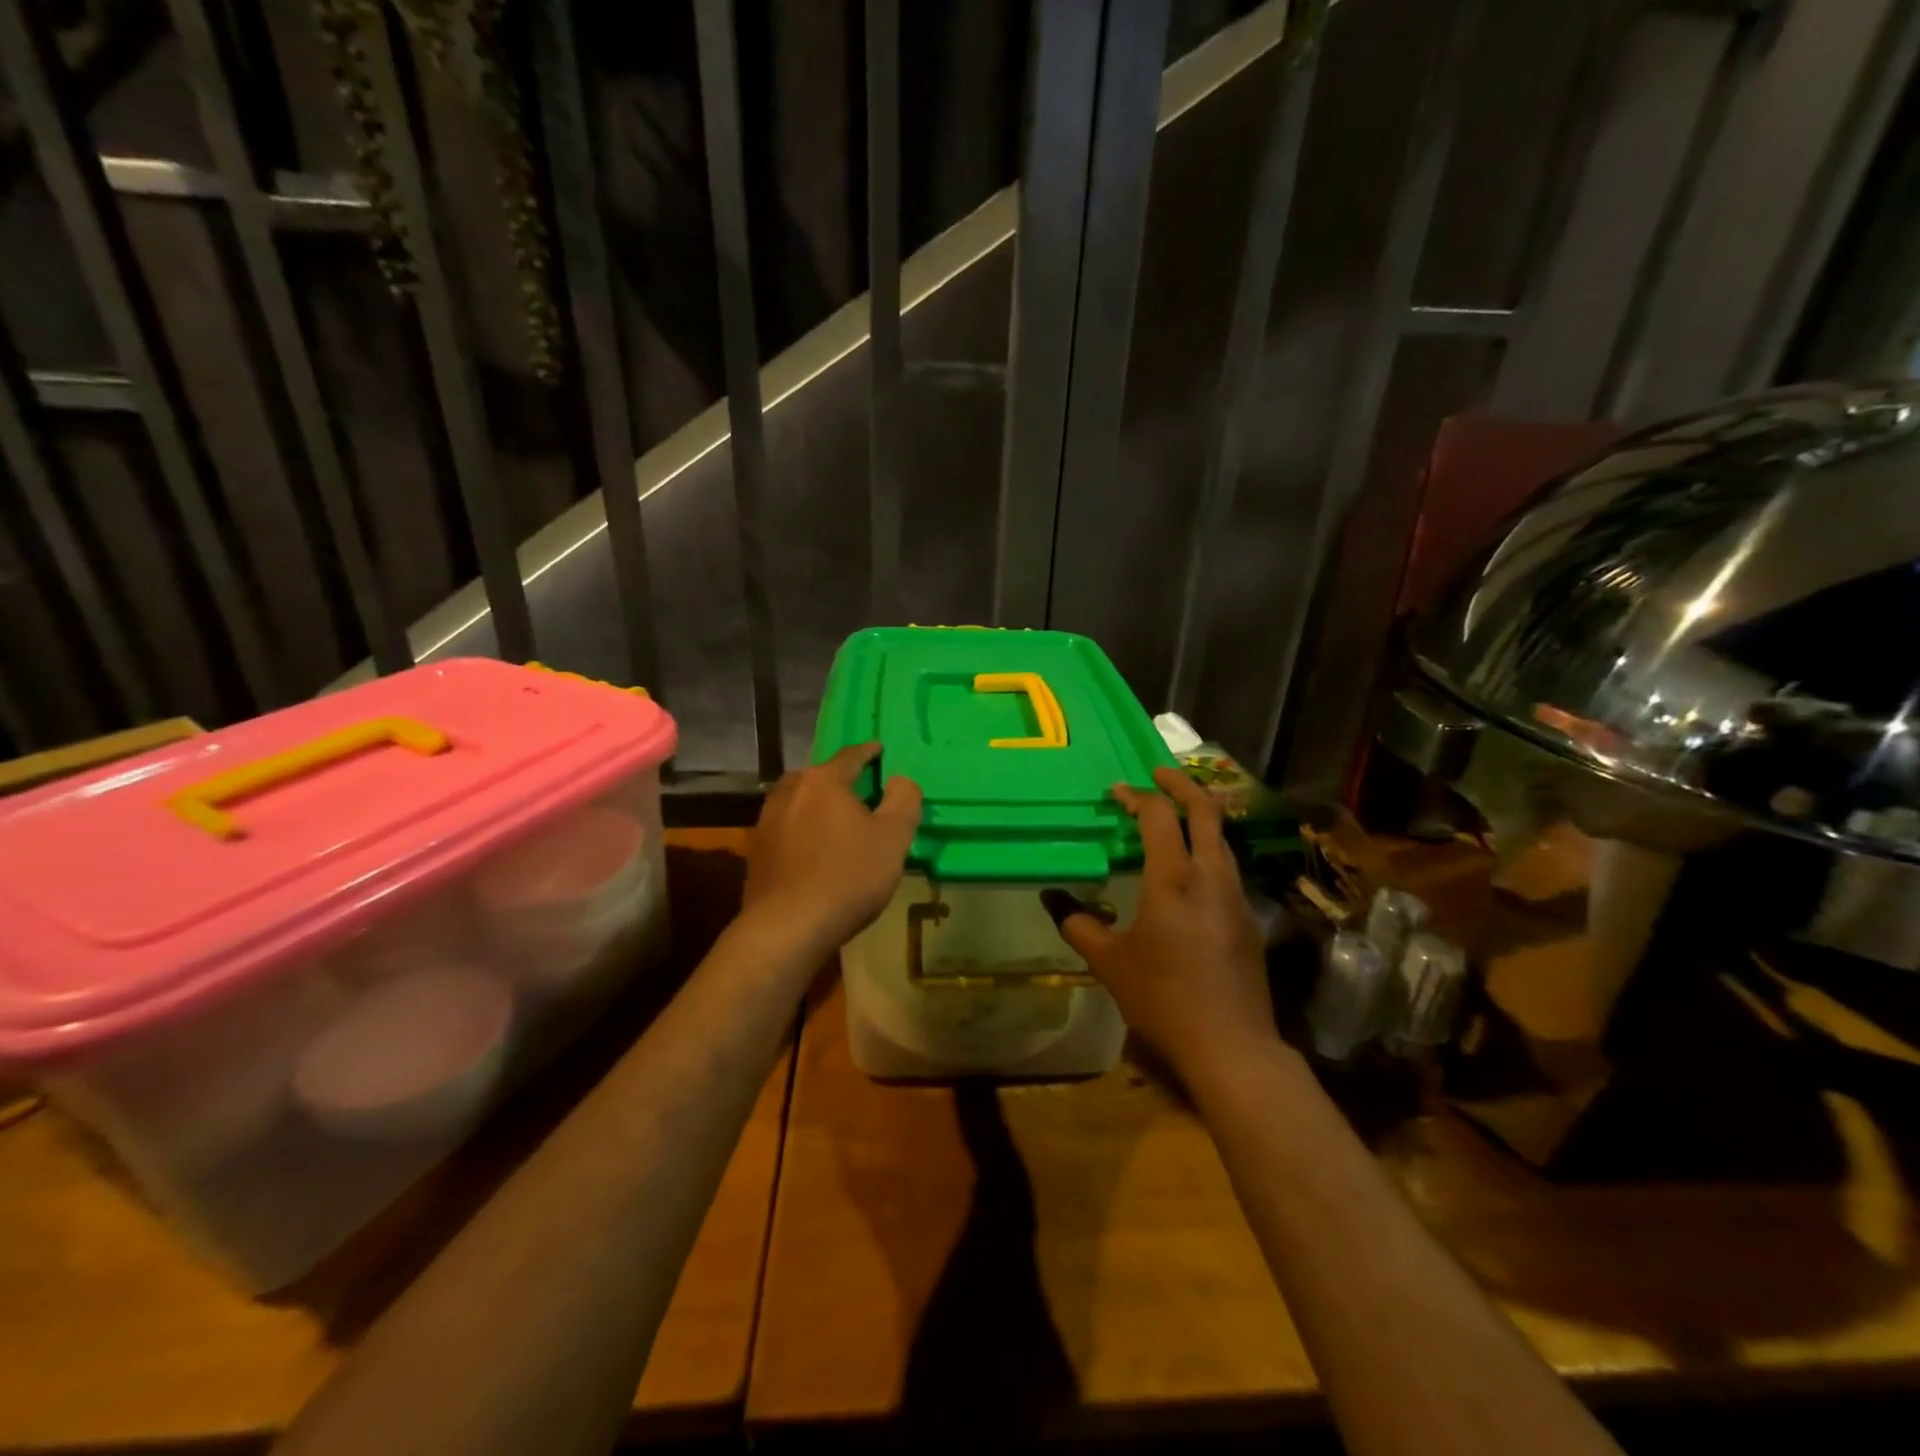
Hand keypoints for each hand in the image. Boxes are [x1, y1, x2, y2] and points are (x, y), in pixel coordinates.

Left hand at [744, 743, 921, 951]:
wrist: (787, 928)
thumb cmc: (848, 876)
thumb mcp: (893, 838)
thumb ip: (904, 800)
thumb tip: (899, 780)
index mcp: (822, 781)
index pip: (850, 756)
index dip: (869, 752)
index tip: (880, 749)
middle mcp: (789, 791)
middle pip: (821, 778)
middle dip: (841, 781)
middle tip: (863, 790)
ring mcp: (766, 821)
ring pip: (801, 802)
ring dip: (820, 807)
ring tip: (839, 821)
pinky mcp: (756, 851)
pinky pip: (788, 828)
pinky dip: (805, 831)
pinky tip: (816, 851)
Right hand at [1046, 767, 1275, 1079]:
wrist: (1231, 1045)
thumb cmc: (1163, 998)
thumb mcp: (1110, 963)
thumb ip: (1079, 925)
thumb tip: (1054, 901)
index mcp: (1173, 879)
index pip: (1158, 816)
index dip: (1137, 797)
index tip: (1116, 792)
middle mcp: (1210, 876)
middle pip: (1205, 811)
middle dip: (1181, 785)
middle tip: (1158, 774)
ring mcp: (1236, 896)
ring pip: (1221, 838)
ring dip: (1198, 818)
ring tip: (1173, 818)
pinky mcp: (1248, 918)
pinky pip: (1226, 867)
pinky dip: (1207, 849)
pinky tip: (1189, 871)